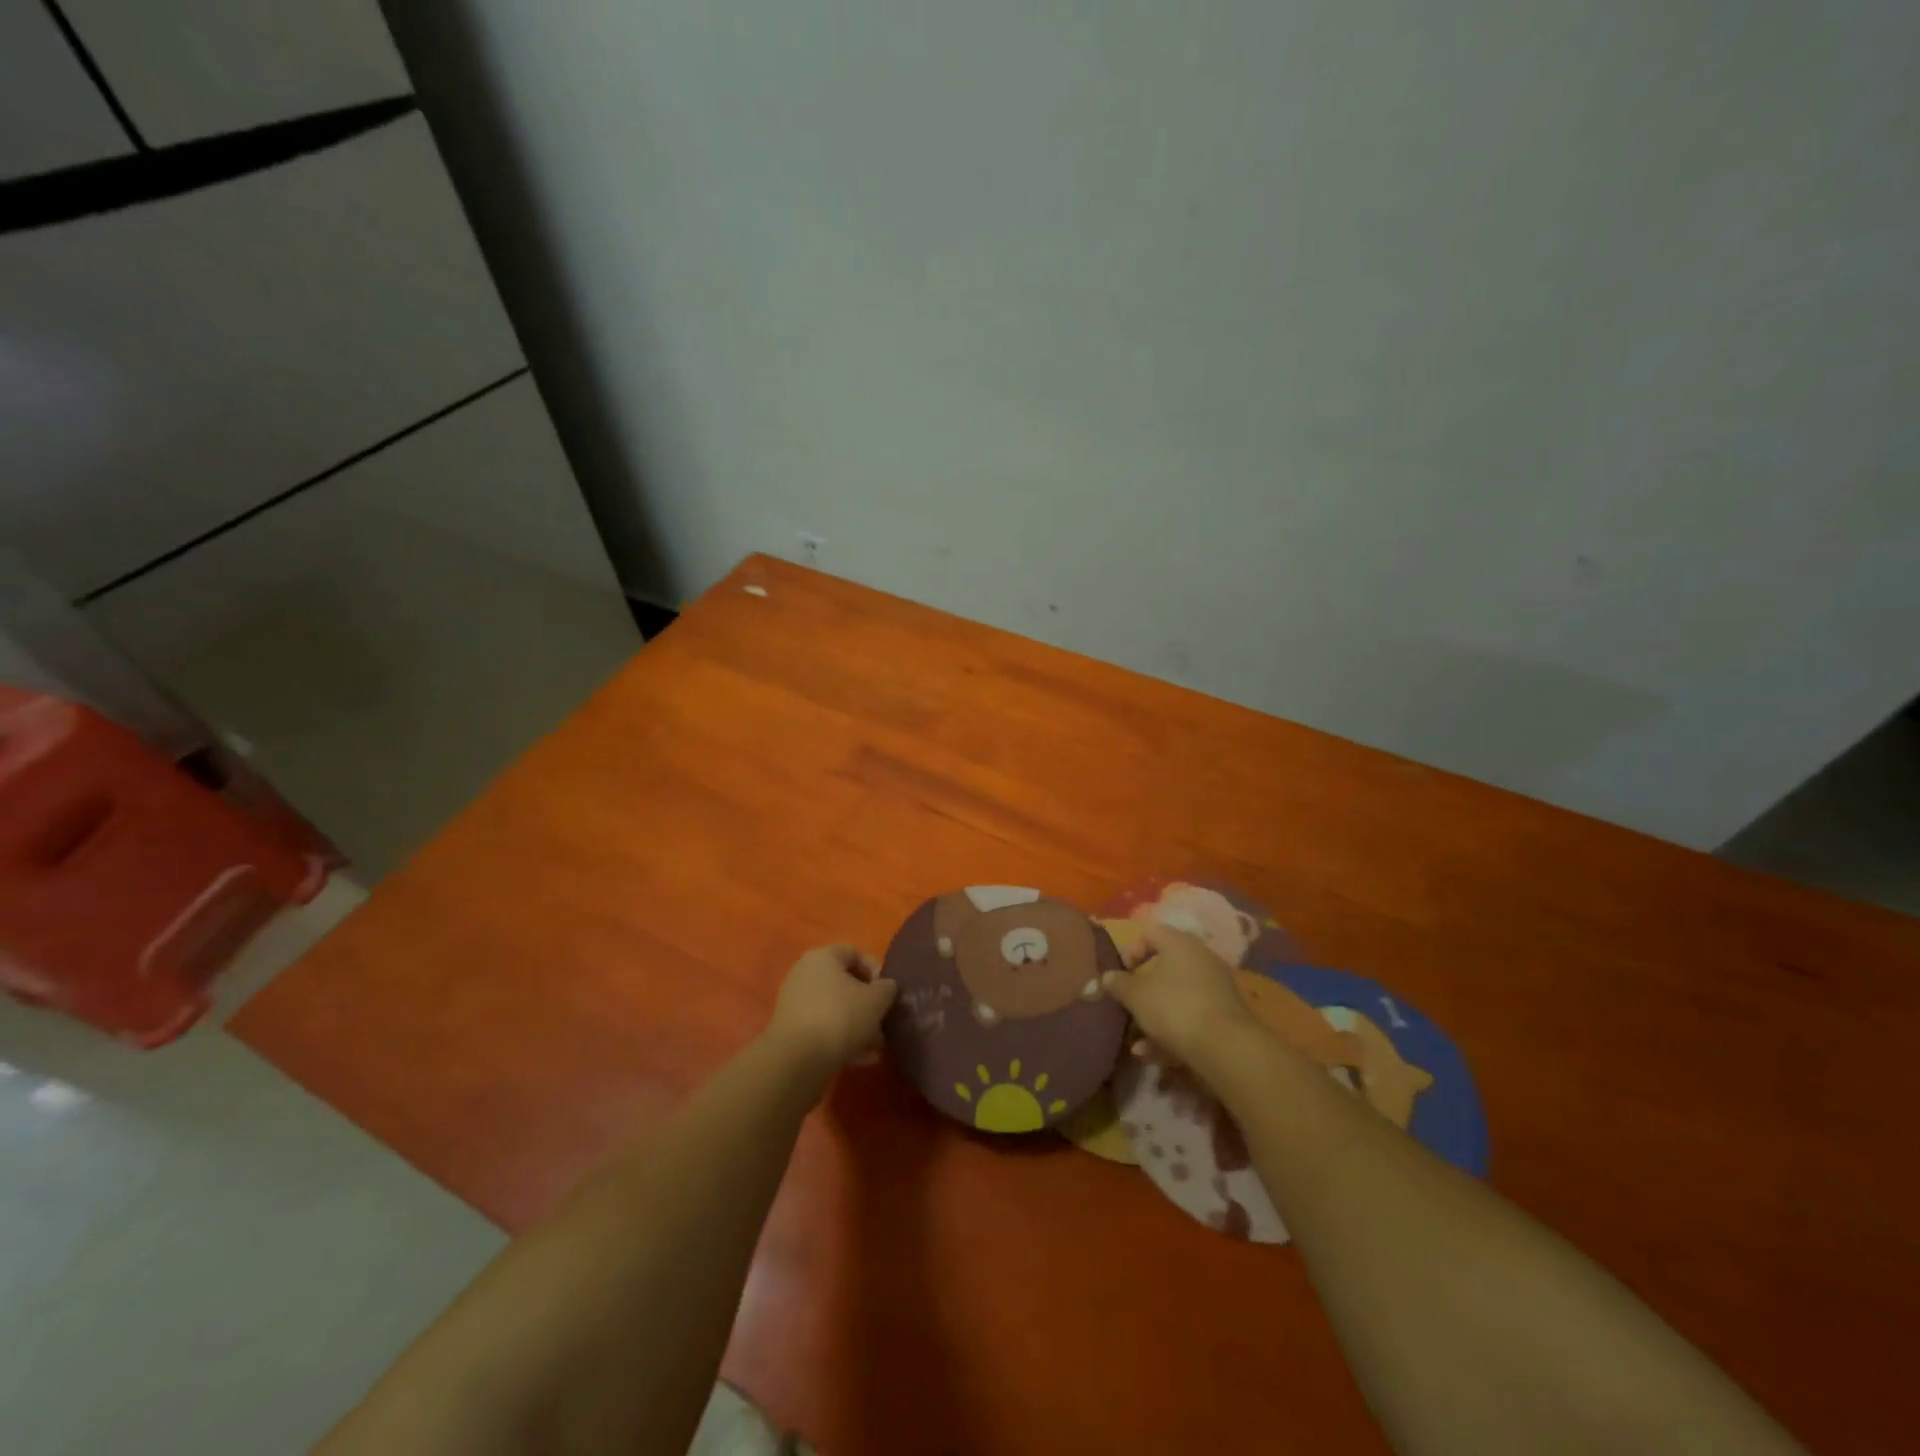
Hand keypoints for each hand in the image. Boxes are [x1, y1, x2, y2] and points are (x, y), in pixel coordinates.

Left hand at [768, 945, 896, 1075]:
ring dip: (857, 1025)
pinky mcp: (791, 1030)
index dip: (875, 970)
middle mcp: (804, 974)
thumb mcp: (876, 1000)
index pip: (854, 952)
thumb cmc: (840, 1017)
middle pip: (844, 983)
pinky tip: (860, 1059)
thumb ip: (887, 989)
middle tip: (883, 1022)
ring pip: (835, 1008)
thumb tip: (886, 987)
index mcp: (823, 957)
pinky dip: (841, 1039)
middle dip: (867, 1004)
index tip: (887, 992)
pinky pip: (822, 1027)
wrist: (797, 1060)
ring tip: (875, 1046)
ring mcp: (795, 1003)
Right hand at [1101, 921, 1257, 1069]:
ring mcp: (1216, 987)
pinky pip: (1191, 1016)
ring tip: (1137, 1041)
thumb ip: (1118, 984)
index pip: (1150, 932)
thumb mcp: (1136, 996)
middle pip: (1165, 965)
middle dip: (1143, 987)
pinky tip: (1153, 1055)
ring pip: (1177, 995)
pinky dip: (1172, 1031)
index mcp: (1179, 943)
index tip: (1121, 973)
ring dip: (1155, 1015)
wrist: (1225, 1047)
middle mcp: (1201, 958)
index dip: (1131, 950)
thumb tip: (1106, 977)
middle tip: (1128, 1003)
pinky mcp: (1225, 1015)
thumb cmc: (1173, 1007)